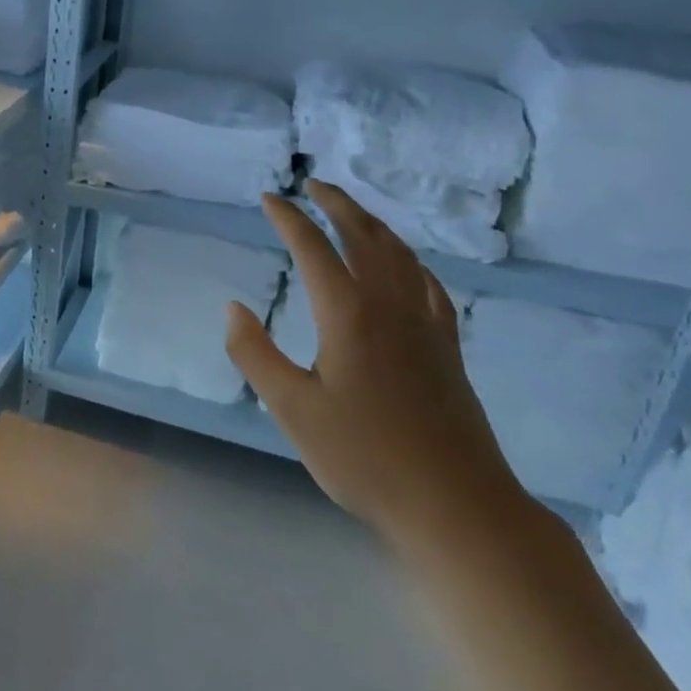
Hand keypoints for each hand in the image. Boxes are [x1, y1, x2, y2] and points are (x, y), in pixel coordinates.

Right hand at [224, 181, 527, 551]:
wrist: (456, 505)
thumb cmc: (363, 457)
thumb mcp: (291, 409)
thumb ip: (255, 353)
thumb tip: (233, 307)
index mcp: (348, 314)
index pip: (313, 248)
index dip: (289, 219)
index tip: (269, 198)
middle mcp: (390, 305)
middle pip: (365, 236)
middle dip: (337, 204)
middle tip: (314, 185)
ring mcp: (426, 325)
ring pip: (400, 254)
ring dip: (373, 224)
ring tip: (352, 213)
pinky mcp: (447, 347)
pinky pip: (427, 284)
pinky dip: (408, 260)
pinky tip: (405, 267)